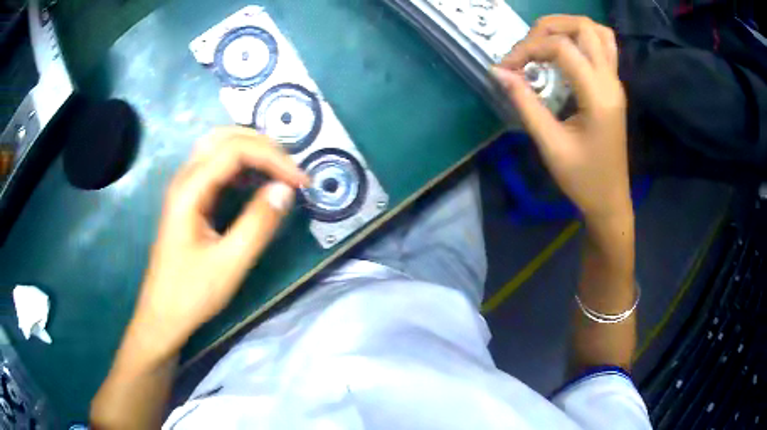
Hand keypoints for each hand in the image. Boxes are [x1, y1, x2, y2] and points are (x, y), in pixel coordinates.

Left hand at [129, 127, 307, 358]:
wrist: (163, 315)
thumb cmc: (191, 293)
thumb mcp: (230, 263)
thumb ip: (258, 223)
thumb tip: (285, 190)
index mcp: (189, 190)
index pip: (235, 150)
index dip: (273, 158)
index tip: (301, 181)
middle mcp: (184, 179)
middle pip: (225, 137)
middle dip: (263, 145)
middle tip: (291, 169)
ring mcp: (185, 188)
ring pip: (219, 147)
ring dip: (252, 151)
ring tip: (279, 170)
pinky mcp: (189, 200)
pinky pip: (216, 168)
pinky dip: (241, 166)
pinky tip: (255, 182)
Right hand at [493, 15, 631, 220]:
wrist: (610, 200)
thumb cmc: (582, 179)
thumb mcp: (550, 145)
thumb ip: (525, 103)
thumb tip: (499, 72)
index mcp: (598, 96)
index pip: (562, 48)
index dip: (529, 48)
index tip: (508, 67)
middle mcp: (611, 81)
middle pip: (583, 27)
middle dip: (548, 27)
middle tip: (526, 47)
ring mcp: (616, 82)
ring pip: (598, 32)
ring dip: (568, 27)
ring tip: (545, 41)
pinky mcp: (614, 87)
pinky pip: (604, 47)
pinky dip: (582, 39)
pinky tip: (566, 52)